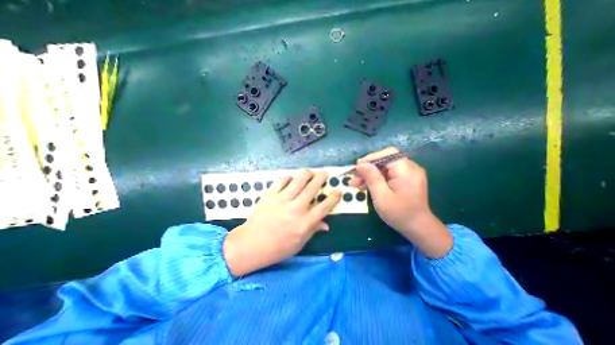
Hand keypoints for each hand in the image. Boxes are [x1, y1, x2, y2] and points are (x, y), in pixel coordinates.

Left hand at [224, 170, 343, 276]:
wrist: (250, 245)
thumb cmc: (277, 248)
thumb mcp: (299, 243)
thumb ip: (313, 230)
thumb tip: (326, 224)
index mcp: (304, 223)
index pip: (324, 207)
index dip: (333, 197)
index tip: (338, 191)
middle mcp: (295, 209)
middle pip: (312, 188)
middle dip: (321, 178)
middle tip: (325, 172)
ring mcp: (281, 200)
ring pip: (298, 180)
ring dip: (307, 174)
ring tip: (310, 172)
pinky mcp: (270, 195)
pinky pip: (281, 181)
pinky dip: (288, 177)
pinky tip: (291, 178)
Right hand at [351, 147, 449, 256]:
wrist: (419, 228)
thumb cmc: (399, 214)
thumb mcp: (381, 197)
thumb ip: (372, 178)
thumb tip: (361, 164)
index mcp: (406, 170)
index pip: (387, 154)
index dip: (370, 158)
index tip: (357, 167)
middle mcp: (410, 167)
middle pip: (385, 160)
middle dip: (368, 168)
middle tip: (354, 177)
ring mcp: (409, 173)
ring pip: (385, 167)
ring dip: (370, 174)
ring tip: (356, 183)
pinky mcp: (406, 179)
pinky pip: (389, 173)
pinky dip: (377, 178)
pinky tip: (366, 185)